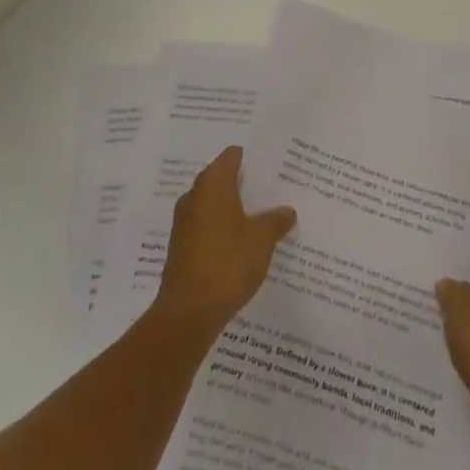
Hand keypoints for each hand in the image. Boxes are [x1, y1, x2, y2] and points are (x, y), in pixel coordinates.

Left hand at [155, 146, 296, 334]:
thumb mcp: (262, 239)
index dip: (250, 158)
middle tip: (270, 190)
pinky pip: (206, 227)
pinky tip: (242, 243)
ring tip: (261, 216)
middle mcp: (195, 196)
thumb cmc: (228, 262)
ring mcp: (185, 223)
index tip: (269, 164)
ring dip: (233, 209)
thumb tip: (287, 210)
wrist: (189, 311)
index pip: (231, 157)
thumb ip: (276, 221)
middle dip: (243, 184)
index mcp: (213, 184)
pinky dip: (222, 229)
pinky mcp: (182, 247)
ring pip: (213, 205)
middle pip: (221, 180)